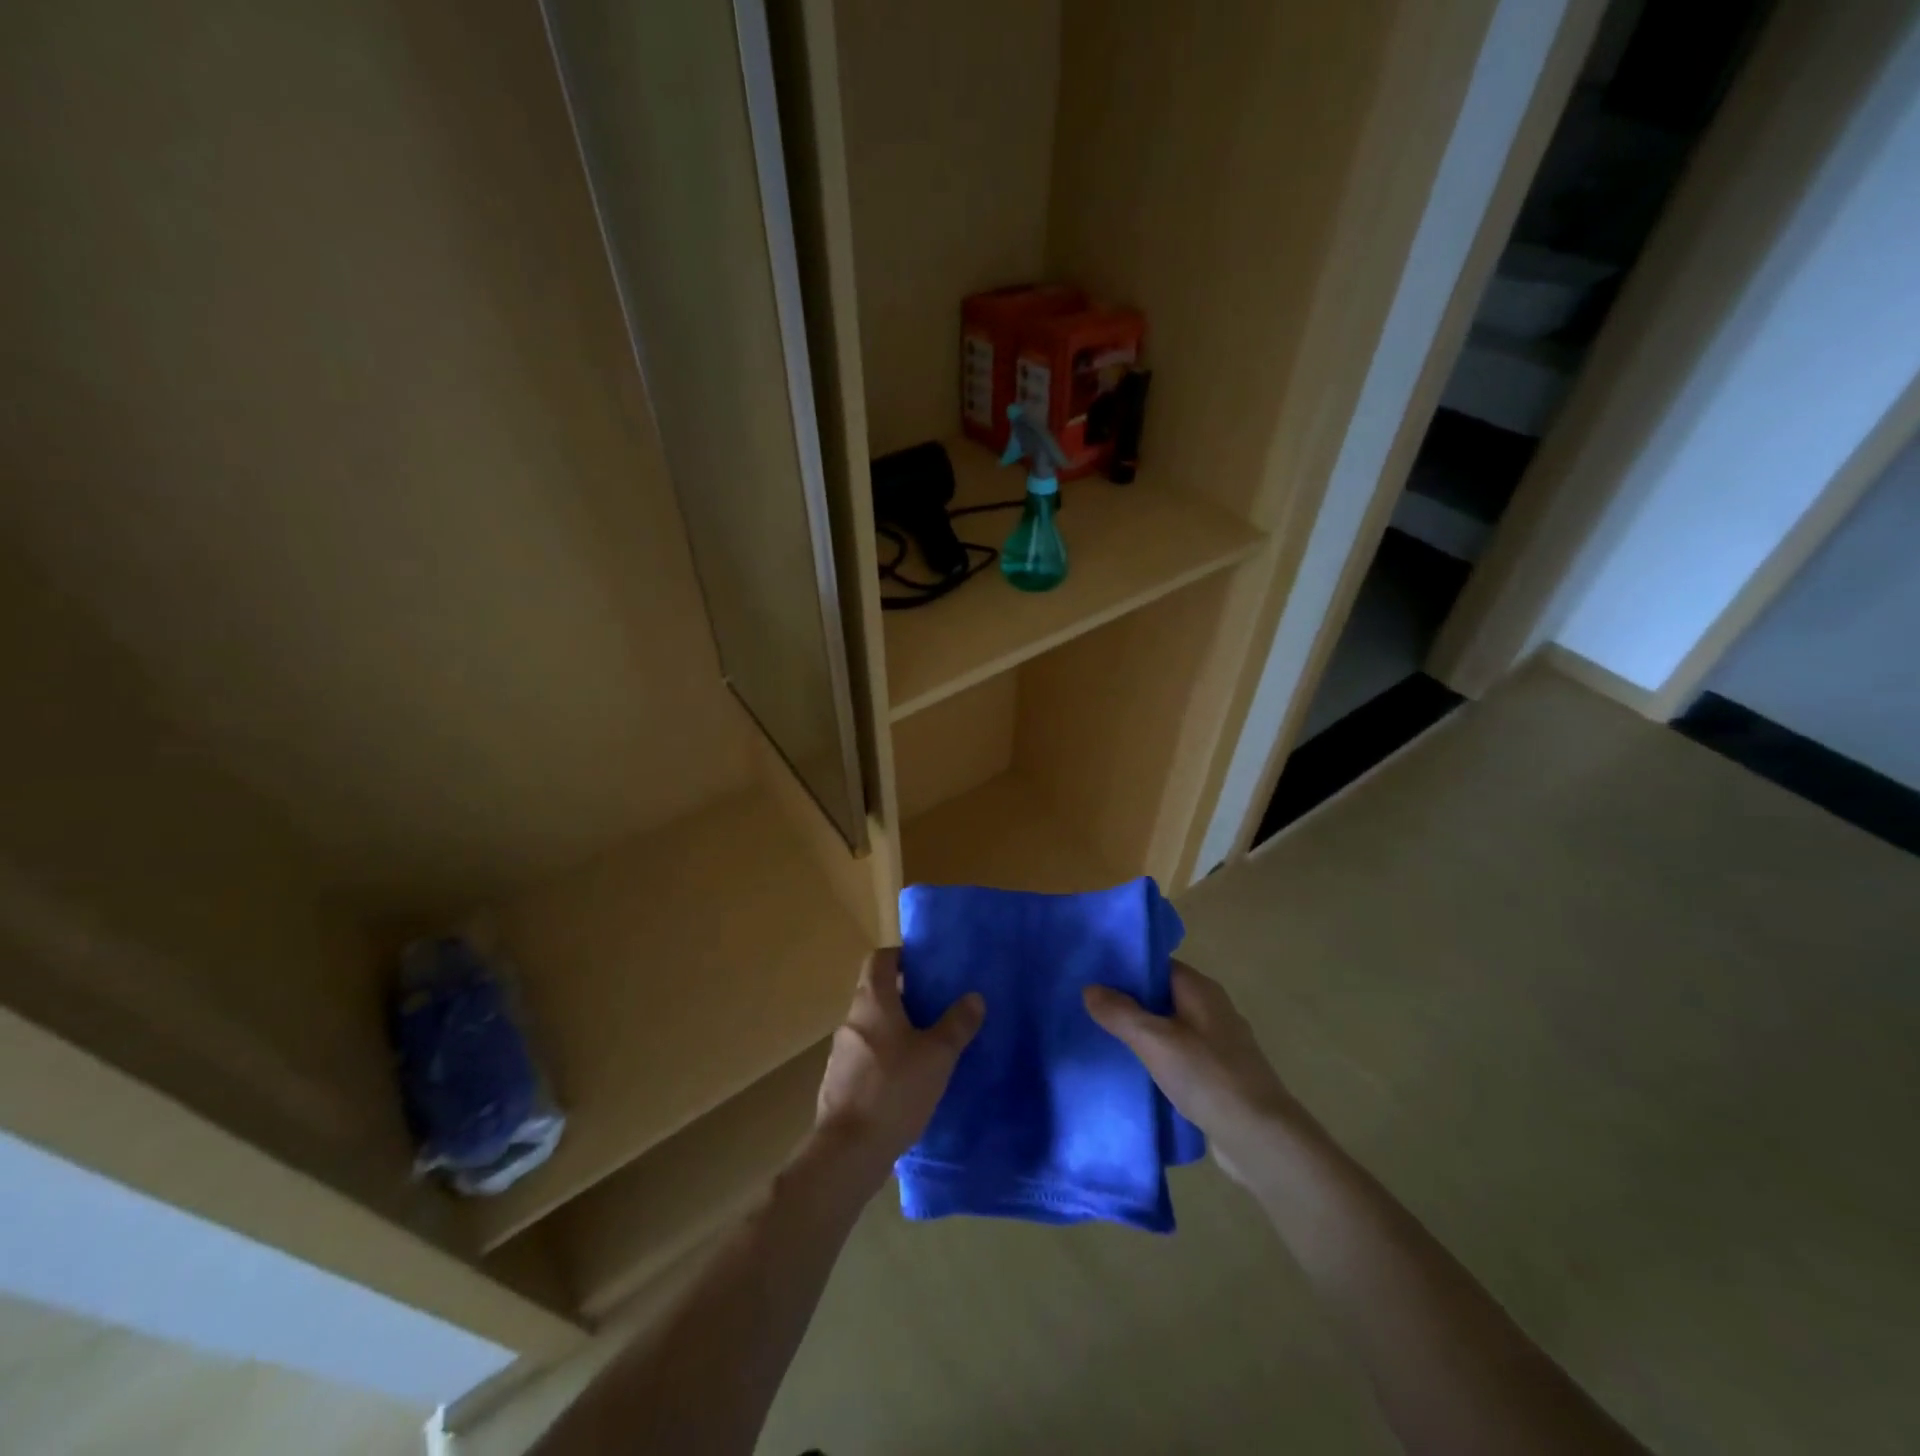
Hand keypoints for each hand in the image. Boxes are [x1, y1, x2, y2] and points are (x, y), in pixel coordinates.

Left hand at [813, 949, 984, 1188]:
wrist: (848, 1151)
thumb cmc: (895, 1090)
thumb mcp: (938, 1055)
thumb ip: (957, 1024)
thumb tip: (974, 997)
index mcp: (872, 1001)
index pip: (879, 959)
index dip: (901, 957)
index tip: (925, 968)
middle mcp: (852, 1020)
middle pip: (876, 993)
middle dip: (905, 997)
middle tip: (936, 1009)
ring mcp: (841, 1053)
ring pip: (871, 1027)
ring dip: (895, 1030)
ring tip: (926, 1048)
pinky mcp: (838, 1083)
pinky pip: (865, 1057)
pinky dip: (885, 1059)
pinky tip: (906, 1083)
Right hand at [1084, 961, 1298, 1185]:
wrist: (1260, 1138)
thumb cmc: (1207, 1077)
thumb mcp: (1155, 1040)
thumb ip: (1121, 1012)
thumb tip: (1090, 988)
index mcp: (1201, 989)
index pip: (1158, 965)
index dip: (1126, 968)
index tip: (1093, 977)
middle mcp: (1212, 1009)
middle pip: (1163, 995)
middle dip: (1130, 1002)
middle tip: (1090, 1010)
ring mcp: (1219, 1044)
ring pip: (1171, 1028)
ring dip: (1143, 1033)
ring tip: (1105, 1040)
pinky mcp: (1220, 1076)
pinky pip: (1181, 1056)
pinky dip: (1159, 1059)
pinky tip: (1136, 1073)